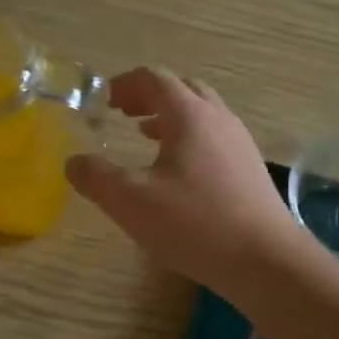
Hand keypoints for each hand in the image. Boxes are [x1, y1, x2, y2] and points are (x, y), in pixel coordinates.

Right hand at [65, 67, 308, 292]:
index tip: (103, 100)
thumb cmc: (194, 223)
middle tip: (123, 112)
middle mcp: (219, 119)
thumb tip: (73, 162)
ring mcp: (240, 143)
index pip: (154, 78)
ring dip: (170, 116)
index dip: (125, 84)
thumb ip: (96, 177)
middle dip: (149, 95)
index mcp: (189, 115)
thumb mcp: (131, 201)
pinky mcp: (250, 169)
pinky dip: (188, 138)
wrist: (264, 260)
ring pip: (202, 114)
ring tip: (144, 135)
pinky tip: (177, 171)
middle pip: (182, 89)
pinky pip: (214, 138)